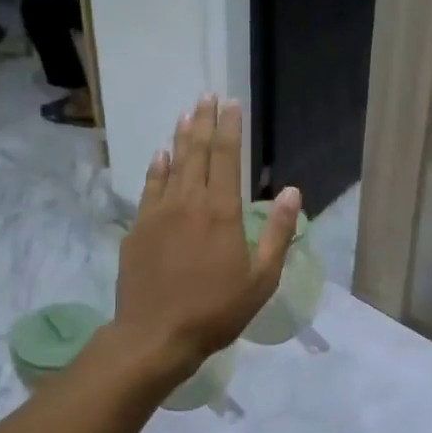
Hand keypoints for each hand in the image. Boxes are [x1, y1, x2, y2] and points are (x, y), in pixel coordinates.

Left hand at [116, 96, 301, 376]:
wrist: (155, 335)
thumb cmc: (216, 311)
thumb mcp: (261, 279)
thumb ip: (277, 232)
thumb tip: (293, 192)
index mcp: (222, 212)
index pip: (227, 157)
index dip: (230, 127)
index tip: (231, 103)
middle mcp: (189, 202)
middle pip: (197, 152)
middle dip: (204, 122)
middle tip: (206, 96)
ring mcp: (158, 213)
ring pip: (171, 165)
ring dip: (181, 138)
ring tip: (186, 114)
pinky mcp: (138, 229)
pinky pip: (149, 188)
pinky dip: (156, 168)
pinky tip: (160, 155)